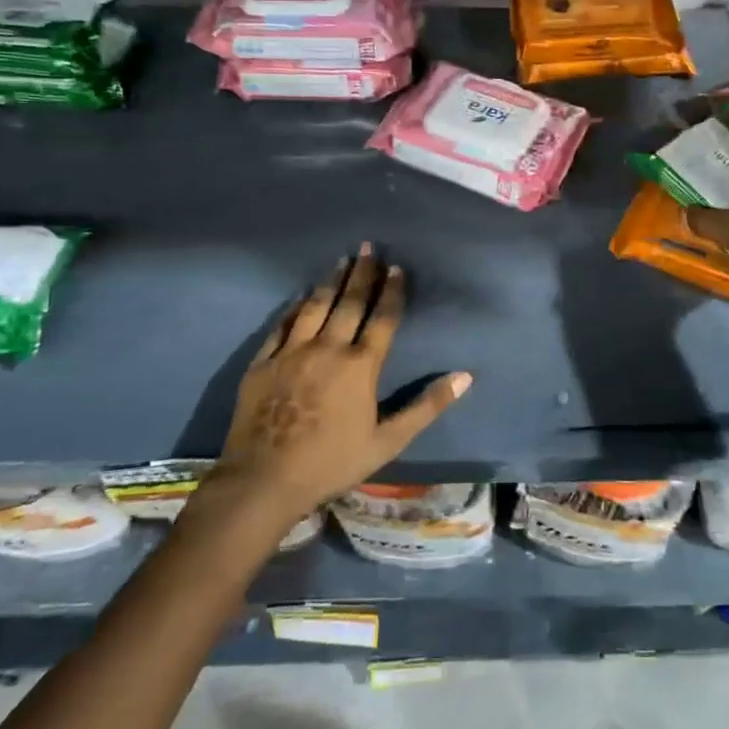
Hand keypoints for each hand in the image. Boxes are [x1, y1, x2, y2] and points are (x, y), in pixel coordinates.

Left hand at [216, 247, 470, 520]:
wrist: (263, 480)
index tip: (396, 267)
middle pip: (349, 303)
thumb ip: (426, 406)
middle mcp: (328, 348)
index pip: (382, 318)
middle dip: (362, 274)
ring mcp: (292, 352)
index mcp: (360, 366)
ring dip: (331, 282)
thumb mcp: (388, 441)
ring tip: (341, 260)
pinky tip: (301, 296)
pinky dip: (295, 307)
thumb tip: (465, 377)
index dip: (391, 291)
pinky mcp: (263, 362)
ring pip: (315, 307)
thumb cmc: (332, 462)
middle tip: (368, 248)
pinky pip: (282, 324)